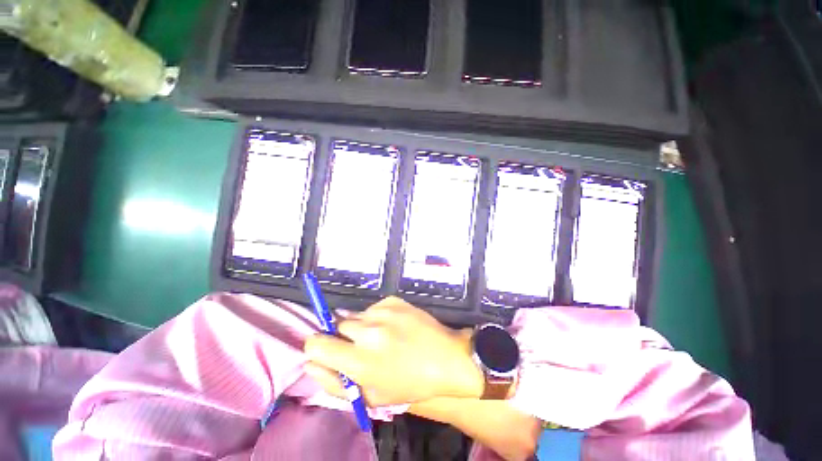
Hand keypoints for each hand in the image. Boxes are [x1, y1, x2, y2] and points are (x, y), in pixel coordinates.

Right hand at [303, 297, 483, 405]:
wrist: (445, 357)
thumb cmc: (409, 383)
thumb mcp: (371, 396)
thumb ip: (334, 382)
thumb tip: (310, 363)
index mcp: (360, 360)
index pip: (316, 343)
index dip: (317, 347)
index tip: (327, 351)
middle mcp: (368, 330)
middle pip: (336, 325)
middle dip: (343, 337)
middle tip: (362, 347)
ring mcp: (383, 311)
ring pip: (356, 315)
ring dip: (362, 326)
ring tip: (382, 337)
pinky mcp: (393, 300)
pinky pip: (374, 307)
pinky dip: (377, 317)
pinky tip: (394, 326)